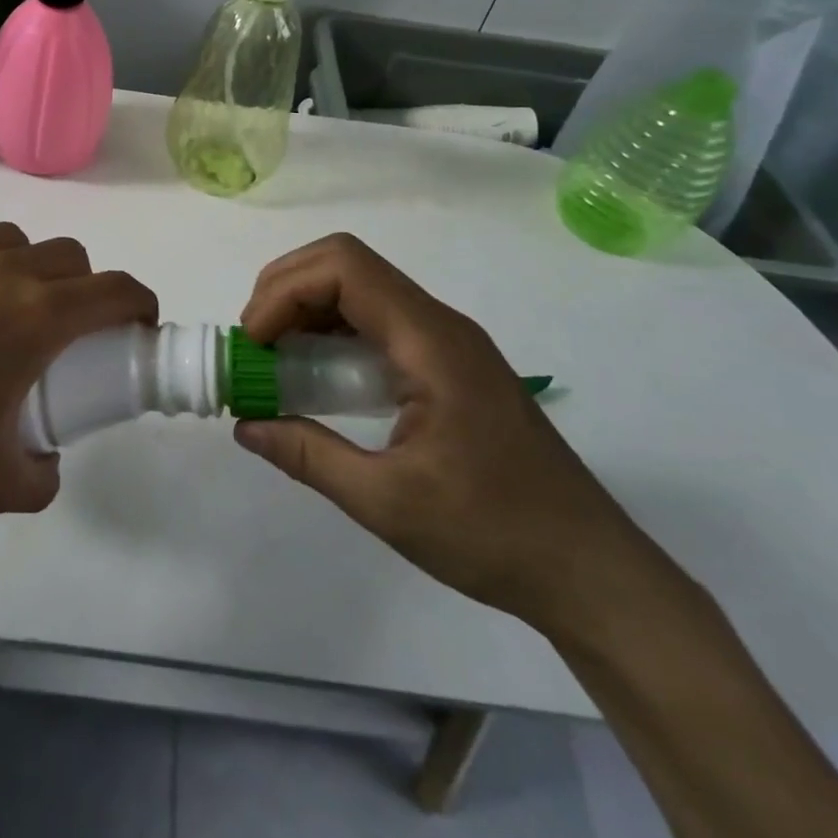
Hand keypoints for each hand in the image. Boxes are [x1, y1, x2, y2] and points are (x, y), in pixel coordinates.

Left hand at [0, 218, 156, 532]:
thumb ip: (39, 478)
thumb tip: (46, 465)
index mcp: (34, 317)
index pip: (113, 290)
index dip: (139, 302)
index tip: (138, 323)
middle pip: (67, 256)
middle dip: (84, 287)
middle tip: (66, 329)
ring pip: (10, 240)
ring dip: (25, 267)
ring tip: (1, 307)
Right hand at [234, 233, 658, 636]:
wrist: (591, 572)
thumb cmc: (494, 534)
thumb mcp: (387, 503)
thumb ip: (309, 457)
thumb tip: (245, 425)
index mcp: (431, 342)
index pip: (344, 268)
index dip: (285, 290)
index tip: (254, 343)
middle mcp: (439, 324)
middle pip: (346, 265)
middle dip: (286, 290)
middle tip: (255, 345)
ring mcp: (446, 342)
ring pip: (359, 289)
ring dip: (306, 309)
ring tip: (274, 360)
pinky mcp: (447, 364)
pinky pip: (375, 322)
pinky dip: (331, 333)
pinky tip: (315, 378)